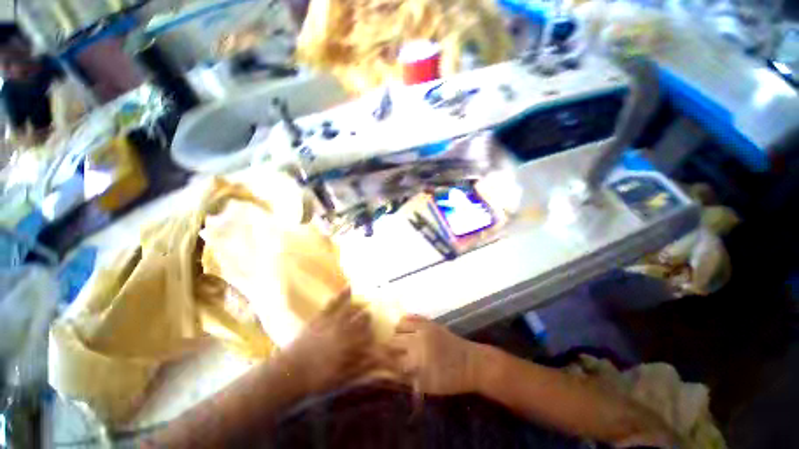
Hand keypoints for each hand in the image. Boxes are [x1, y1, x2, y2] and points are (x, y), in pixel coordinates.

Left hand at [277, 289, 374, 394]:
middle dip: (368, 317)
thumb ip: (361, 367)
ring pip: (350, 309)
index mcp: (349, 346)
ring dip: (360, 304)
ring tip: (366, 301)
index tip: (376, 332)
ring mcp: (331, 322)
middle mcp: (343, 331)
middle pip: (361, 319)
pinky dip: (342, 294)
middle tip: (371, 315)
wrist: (289, 373)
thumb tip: (377, 358)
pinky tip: (349, 287)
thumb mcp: (341, 378)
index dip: (373, 332)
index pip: (368, 335)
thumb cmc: (316, 379)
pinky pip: (333, 303)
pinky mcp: (320, 318)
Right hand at [386, 315, 483, 395]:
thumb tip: (389, 373)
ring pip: (400, 325)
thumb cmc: (449, 379)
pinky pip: (412, 316)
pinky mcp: (430, 322)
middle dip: (387, 346)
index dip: (382, 361)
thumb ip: (407, 379)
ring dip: (395, 332)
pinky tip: (404, 327)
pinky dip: (405, 321)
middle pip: (393, 340)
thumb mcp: (427, 386)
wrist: (471, 363)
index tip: (375, 360)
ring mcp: (423, 328)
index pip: (391, 360)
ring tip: (396, 338)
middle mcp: (417, 341)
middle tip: (385, 350)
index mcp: (416, 361)